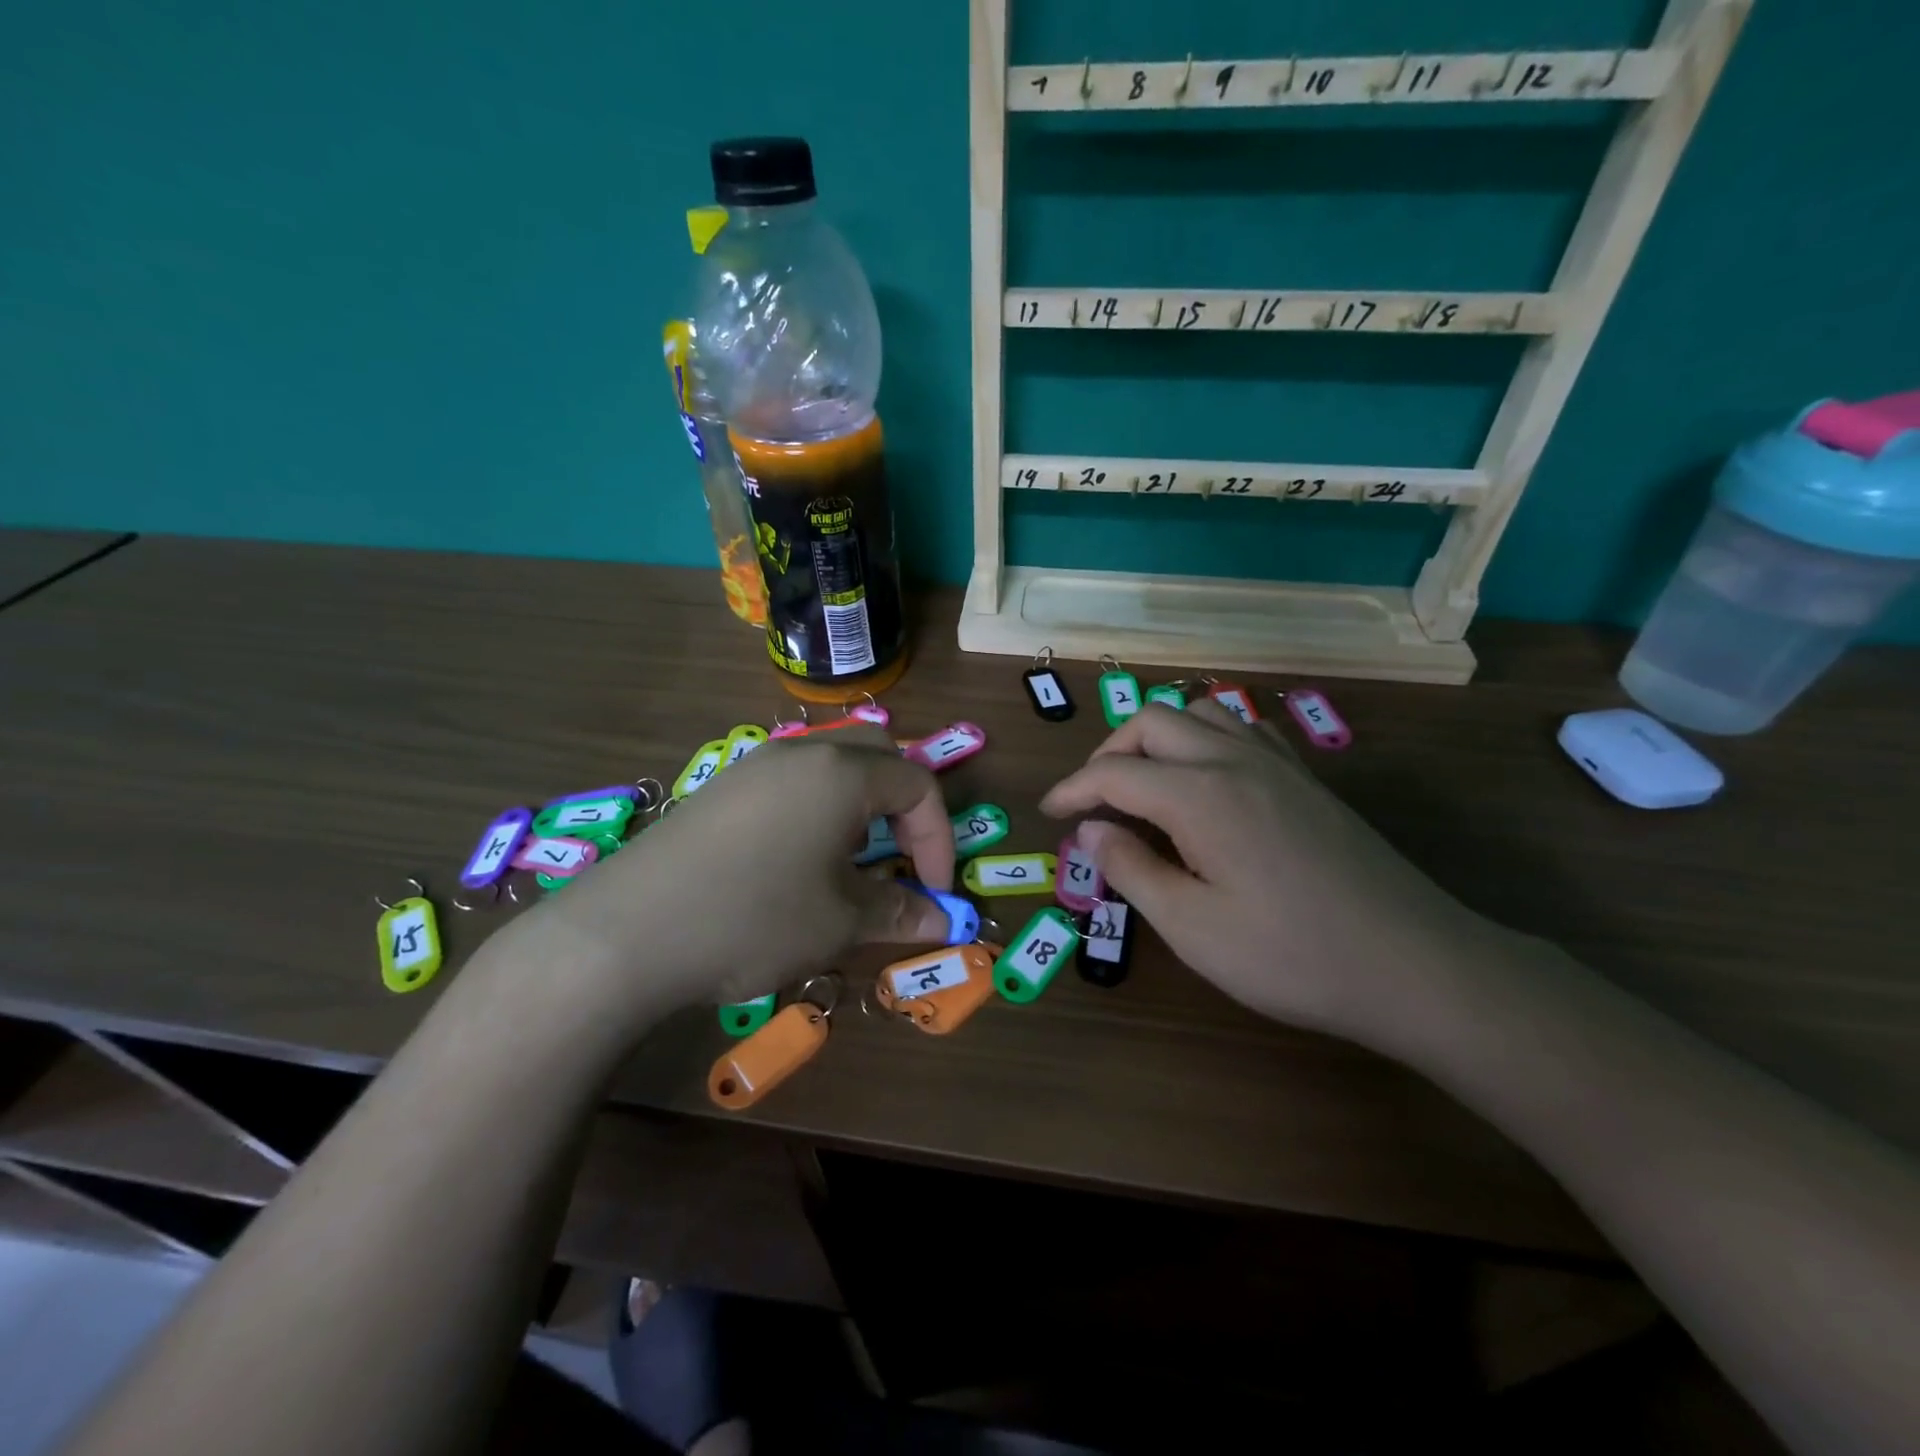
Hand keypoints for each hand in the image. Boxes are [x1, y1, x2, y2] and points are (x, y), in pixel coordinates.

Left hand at [498, 727, 954, 1022]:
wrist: (626, 933)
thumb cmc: (754, 918)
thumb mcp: (839, 922)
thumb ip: (900, 913)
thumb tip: (944, 921)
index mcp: (842, 773)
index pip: (918, 785)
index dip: (939, 839)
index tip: (933, 892)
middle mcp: (802, 754)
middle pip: (878, 759)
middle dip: (903, 810)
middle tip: (900, 861)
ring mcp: (755, 766)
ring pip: (831, 768)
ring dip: (859, 809)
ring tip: (850, 864)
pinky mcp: (722, 789)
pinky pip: (791, 784)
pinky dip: (817, 812)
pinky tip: (795, 862)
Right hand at [1040, 701, 1492, 1042]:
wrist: (1415, 966)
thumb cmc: (1292, 957)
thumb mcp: (1193, 928)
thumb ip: (1131, 869)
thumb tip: (1090, 830)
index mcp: (1200, 796)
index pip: (1114, 772)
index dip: (1072, 790)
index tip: (1049, 813)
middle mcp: (1235, 760)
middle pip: (1153, 721)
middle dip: (1109, 752)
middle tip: (1094, 801)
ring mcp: (1278, 763)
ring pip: (1200, 713)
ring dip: (1158, 737)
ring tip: (1144, 783)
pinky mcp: (1307, 779)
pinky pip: (1244, 728)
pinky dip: (1205, 737)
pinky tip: (1207, 778)